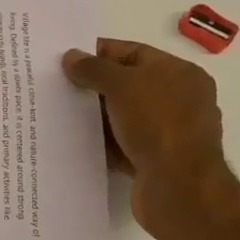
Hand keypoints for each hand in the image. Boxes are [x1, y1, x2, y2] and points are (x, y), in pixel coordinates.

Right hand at [62, 38, 234, 236]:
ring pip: (124, 117)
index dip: (101, 53)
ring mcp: (169, 133)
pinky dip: (104, 144)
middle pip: (129, 85)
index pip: (134, 53)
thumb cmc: (157, 124)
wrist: (178, 186)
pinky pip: (124, 145)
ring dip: (98, 117)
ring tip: (61, 115)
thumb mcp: (122, 85)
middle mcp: (180, 100)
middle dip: (96, 86)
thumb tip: (71, 57)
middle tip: (59, 87)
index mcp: (180, 73)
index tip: (68, 59)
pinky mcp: (156, 161)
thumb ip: (94, 69)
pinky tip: (78, 144)